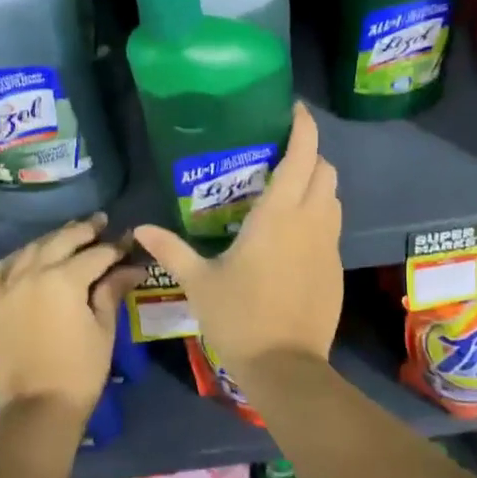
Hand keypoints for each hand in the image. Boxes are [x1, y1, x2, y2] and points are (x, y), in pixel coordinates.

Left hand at [0, 214, 141, 417]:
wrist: (37, 409)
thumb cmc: (80, 371)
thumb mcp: (103, 329)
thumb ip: (112, 291)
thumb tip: (132, 268)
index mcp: (64, 279)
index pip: (96, 254)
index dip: (116, 248)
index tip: (129, 243)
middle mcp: (32, 274)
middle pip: (61, 241)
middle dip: (84, 230)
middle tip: (101, 222)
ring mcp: (7, 287)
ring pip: (31, 249)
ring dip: (53, 239)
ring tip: (70, 234)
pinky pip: (1, 269)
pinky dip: (18, 258)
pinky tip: (28, 256)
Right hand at [134, 103, 341, 376]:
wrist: (286, 367)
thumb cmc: (239, 317)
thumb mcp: (199, 281)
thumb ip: (172, 249)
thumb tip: (141, 229)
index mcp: (279, 214)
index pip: (303, 155)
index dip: (304, 126)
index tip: (294, 109)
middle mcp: (311, 220)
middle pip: (326, 170)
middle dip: (310, 155)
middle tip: (281, 157)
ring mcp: (328, 245)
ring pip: (334, 198)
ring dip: (317, 185)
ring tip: (287, 192)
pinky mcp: (335, 268)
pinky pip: (332, 226)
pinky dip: (319, 215)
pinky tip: (292, 235)